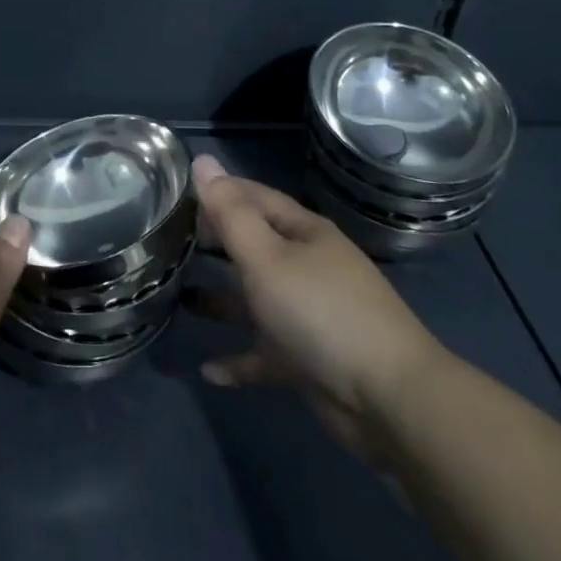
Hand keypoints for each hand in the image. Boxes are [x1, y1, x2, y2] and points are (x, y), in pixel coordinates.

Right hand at [189, 155, 446, 460]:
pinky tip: (208, 371)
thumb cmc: (321, 312)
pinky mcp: (308, 361)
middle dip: (217, 243)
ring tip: (179, 298)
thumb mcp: (267, 257)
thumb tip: (203, 161)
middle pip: (255, 246)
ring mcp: (309, 315)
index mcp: (304, 234)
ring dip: (221, 300)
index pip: (255, 198)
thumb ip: (230, 213)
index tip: (179, 193)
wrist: (389, 399)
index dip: (220, 192)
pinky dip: (238, 360)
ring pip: (256, 300)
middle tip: (170, 240)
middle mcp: (307, 267)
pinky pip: (264, 355)